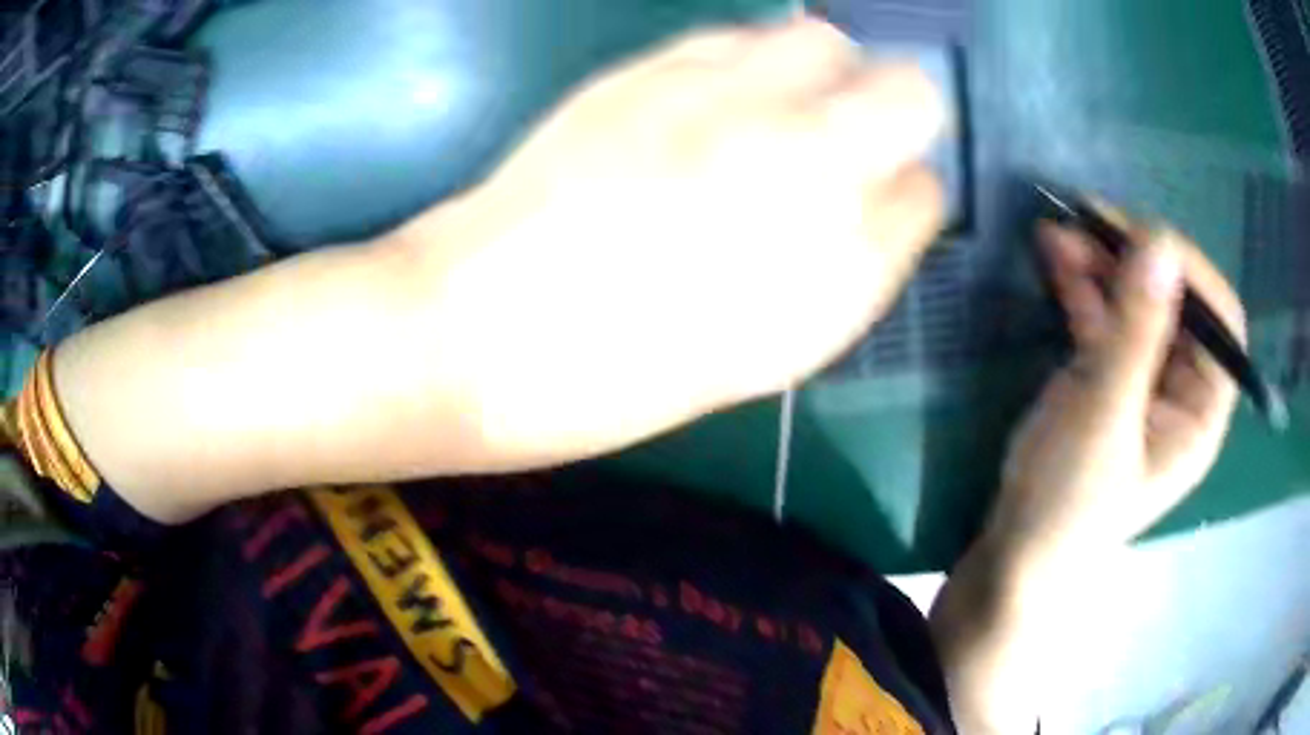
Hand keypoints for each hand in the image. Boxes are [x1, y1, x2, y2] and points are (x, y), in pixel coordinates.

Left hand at [398, 18, 947, 462]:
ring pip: (822, 42)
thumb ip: (849, 266)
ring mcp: (726, 98)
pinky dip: (750, 59)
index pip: (927, 188)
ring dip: (823, 73)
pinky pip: (736, 37)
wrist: (486, 326)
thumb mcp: (766, 353)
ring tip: (779, 113)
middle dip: (894, 110)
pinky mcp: (648, 68)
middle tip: (846, 142)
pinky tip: (716, 98)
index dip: (910, 190)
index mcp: (836, 258)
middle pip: (907, 88)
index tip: (883, 198)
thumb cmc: (628, 371)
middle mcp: (802, 157)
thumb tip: (890, 197)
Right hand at [987, 216, 1244, 566]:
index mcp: (1201, 411)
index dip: (1192, 273)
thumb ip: (1136, 330)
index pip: (1220, 323)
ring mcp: (1142, 379)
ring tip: (1058, 230)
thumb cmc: (1069, 502)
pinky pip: (1104, 318)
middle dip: (1134, 258)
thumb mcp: (1105, 415)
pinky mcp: (1107, 377)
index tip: (1145, 239)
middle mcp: (1180, 388)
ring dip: (1101, 263)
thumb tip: (1160, 244)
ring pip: (1134, 303)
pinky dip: (1081, 285)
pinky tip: (1054, 254)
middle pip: (1174, 303)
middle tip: (1089, 219)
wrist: (1016, 552)